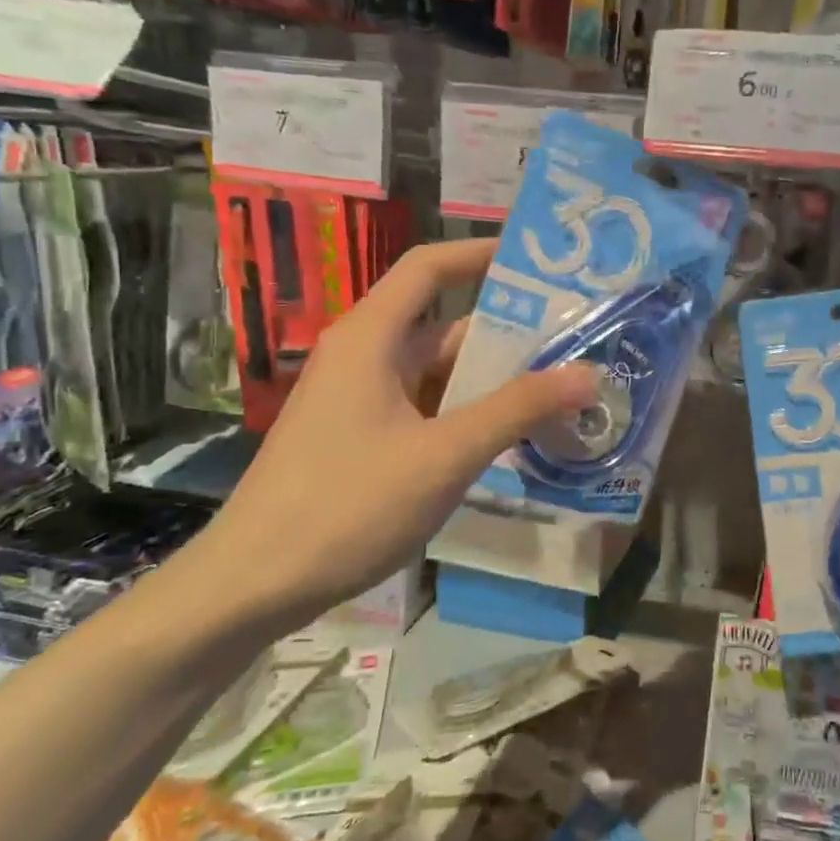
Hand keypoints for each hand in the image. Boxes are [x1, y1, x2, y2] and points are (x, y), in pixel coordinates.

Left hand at [204, 239, 598, 626]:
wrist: (252, 586)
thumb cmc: (346, 506)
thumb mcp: (444, 454)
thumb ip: (517, 409)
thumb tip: (587, 374)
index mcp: (371, 339)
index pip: (428, 268)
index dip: (480, 254)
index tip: (538, 262)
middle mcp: (364, 358)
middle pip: (443, 327)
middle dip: (507, 334)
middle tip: (574, 342)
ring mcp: (360, 402)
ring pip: (437, 375)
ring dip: (491, 382)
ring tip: (558, 390)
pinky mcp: (361, 440)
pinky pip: (425, 410)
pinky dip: (466, 416)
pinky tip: (510, 438)